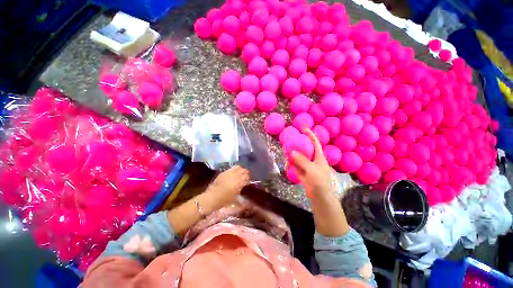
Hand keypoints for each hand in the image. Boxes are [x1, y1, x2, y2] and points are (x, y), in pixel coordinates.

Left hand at [206, 165, 250, 206]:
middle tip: (246, 177)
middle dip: (246, 173)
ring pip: (239, 167)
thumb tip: (248, 200)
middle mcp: (236, 175)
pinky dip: (235, 169)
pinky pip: (232, 168)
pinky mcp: (224, 172)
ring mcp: (230, 172)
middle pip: (244, 170)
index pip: (248, 177)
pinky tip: (234, 173)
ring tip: (240, 174)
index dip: (249, 179)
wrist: (212, 197)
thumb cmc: (224, 200)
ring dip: (241, 170)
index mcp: (240, 182)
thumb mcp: (236, 200)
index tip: (249, 181)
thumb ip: (242, 198)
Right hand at [290, 128, 334, 197]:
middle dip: (299, 144)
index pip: (315, 142)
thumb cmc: (319, 182)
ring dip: (294, 154)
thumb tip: (292, 152)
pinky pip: (297, 165)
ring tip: (286, 151)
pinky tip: (287, 162)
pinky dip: (292, 164)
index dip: (310, 134)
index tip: (303, 128)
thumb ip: (302, 160)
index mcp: (319, 157)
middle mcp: (314, 160)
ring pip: (300, 157)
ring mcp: (309, 166)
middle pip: (306, 149)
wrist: (320, 197)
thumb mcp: (311, 169)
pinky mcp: (304, 173)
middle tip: (290, 140)